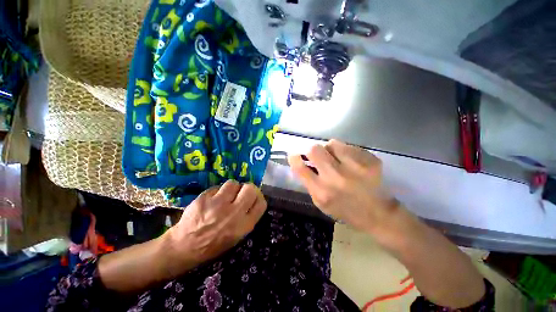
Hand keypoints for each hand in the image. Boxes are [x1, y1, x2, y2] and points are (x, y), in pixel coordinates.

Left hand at [166, 181, 266, 270]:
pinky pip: (217, 187)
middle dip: (248, 188)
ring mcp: (218, 205)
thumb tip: (253, 201)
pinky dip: (217, 191)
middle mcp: (233, 213)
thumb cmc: (213, 245)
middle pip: (250, 189)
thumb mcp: (237, 237)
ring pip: (233, 183)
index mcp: (243, 226)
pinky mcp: (204, 198)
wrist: (184, 247)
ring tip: (226, 194)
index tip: (254, 197)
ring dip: (232, 188)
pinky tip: (213, 199)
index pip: (261, 203)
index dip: (259, 197)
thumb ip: (248, 218)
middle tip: (242, 192)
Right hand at [288, 139, 398, 233]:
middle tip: (317, 155)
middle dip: (312, 151)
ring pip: (332, 143)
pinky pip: (349, 147)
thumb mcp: (321, 204)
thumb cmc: (346, 211)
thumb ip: (309, 183)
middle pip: (315, 149)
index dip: (294, 158)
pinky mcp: (370, 161)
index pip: (300, 168)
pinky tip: (351, 161)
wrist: (380, 215)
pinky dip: (346, 151)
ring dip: (329, 149)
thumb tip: (302, 163)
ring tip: (336, 158)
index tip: (294, 155)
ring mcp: (354, 167)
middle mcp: (336, 177)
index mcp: (322, 191)